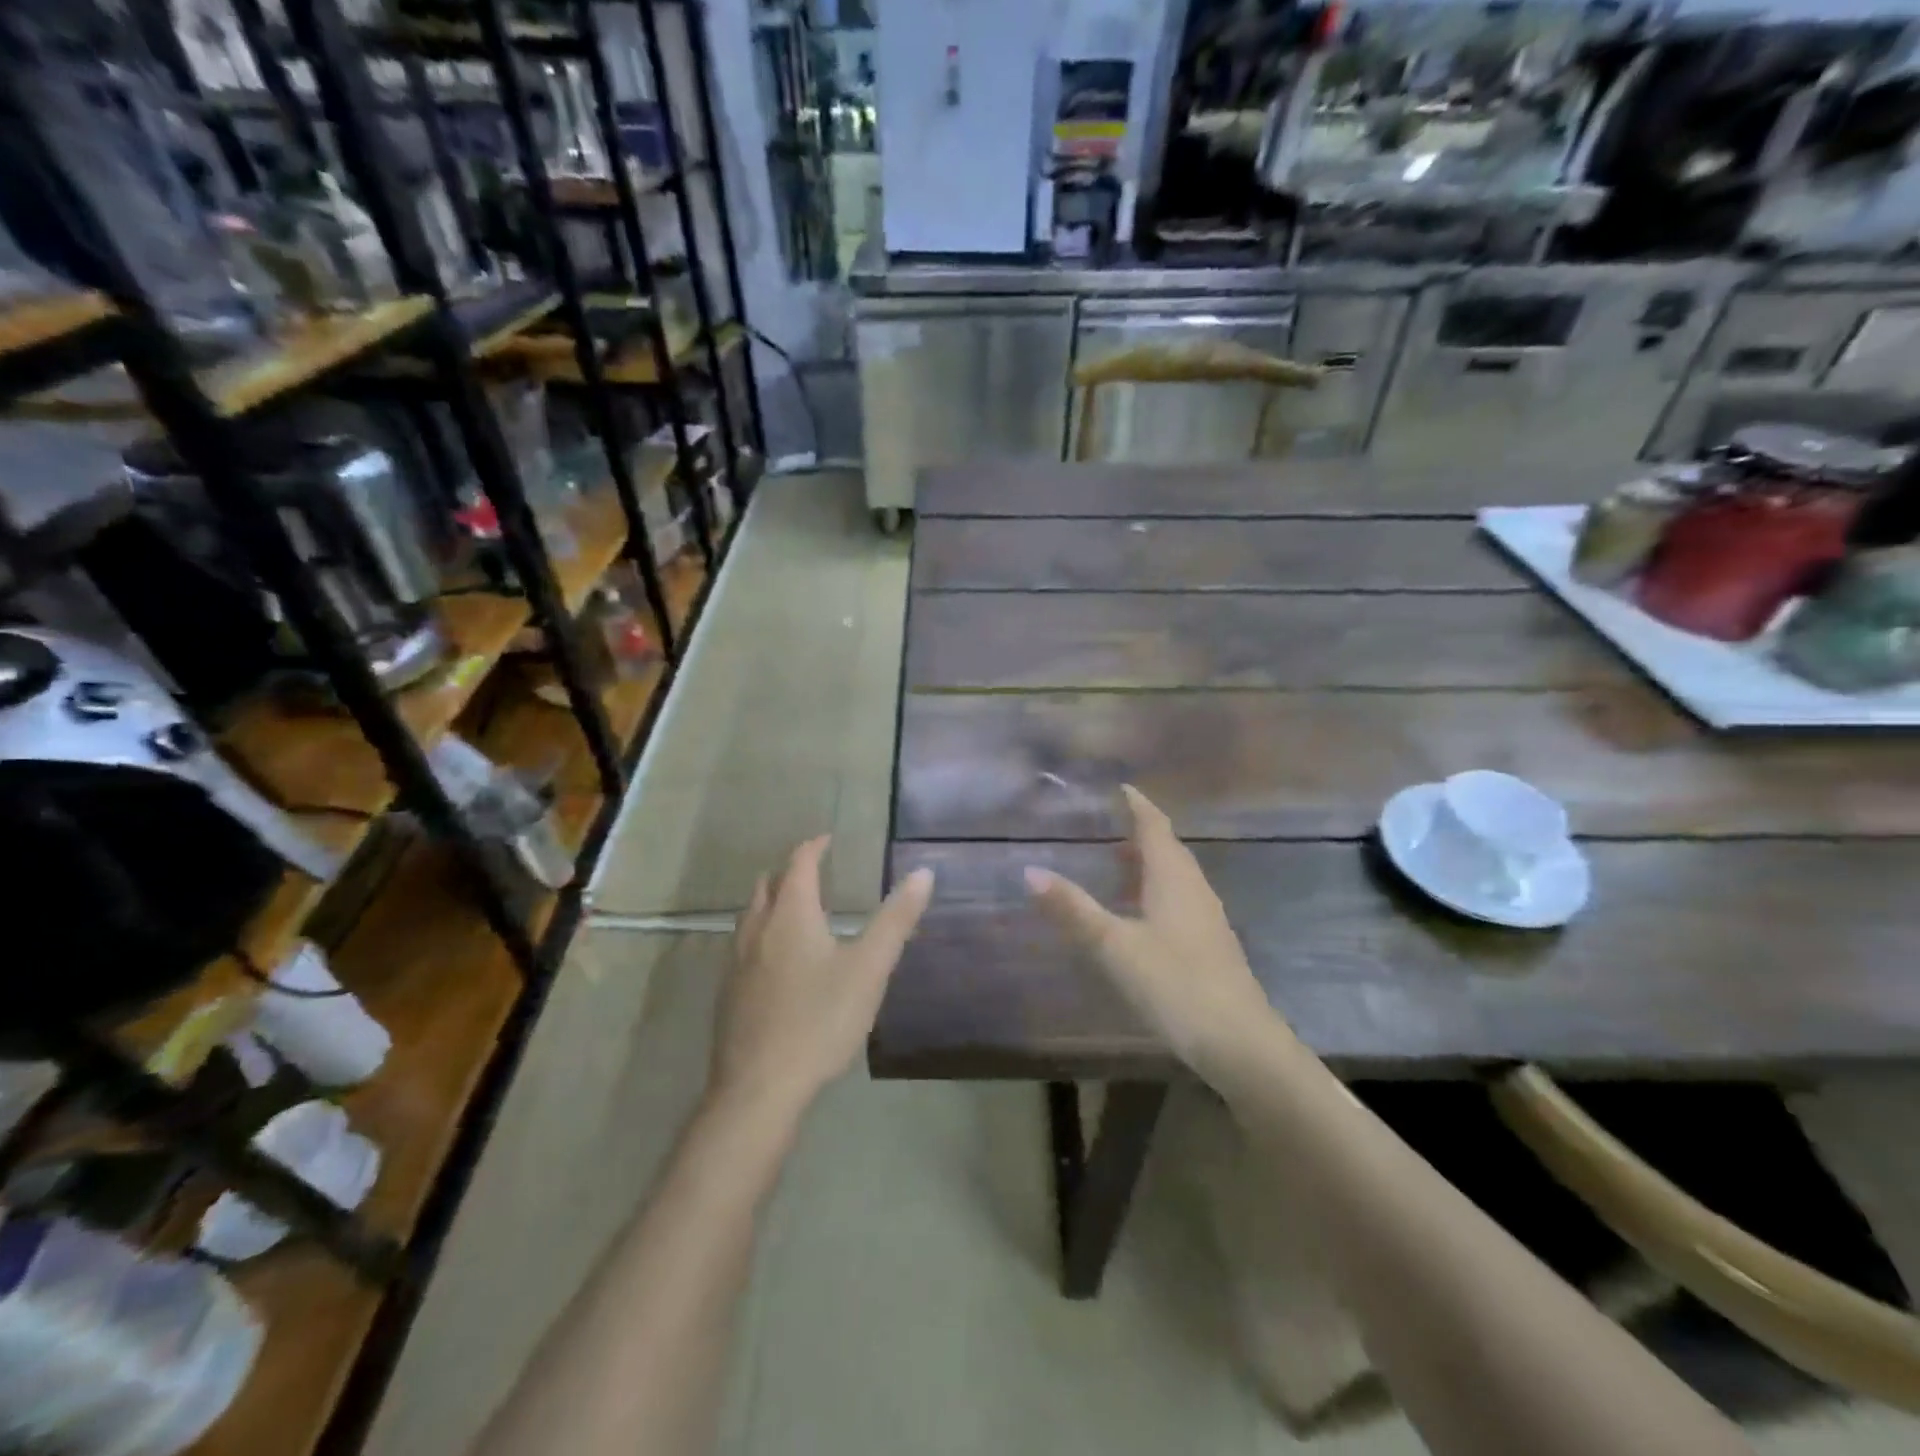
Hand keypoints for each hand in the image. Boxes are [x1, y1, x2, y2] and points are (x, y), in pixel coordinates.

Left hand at [713, 836, 934, 1120]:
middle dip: (789, 872)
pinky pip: (743, 947)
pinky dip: (762, 934)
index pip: (798, 865)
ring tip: (796, 910)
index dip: (813, 847)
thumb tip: (923, 873)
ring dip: (771, 902)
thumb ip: (896, 920)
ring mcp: (735, 963)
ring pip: (750, 916)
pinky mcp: (727, 994)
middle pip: (767, 886)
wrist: (758, 1089)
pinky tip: (777, 962)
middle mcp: (757, 930)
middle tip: (813, 871)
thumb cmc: (820, 1020)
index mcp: (791, 916)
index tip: (827, 839)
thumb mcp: (869, 969)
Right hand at [1025, 786, 1277, 1070]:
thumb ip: (1072, 909)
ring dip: (1148, 865)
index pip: (1154, 827)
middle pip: (1168, 850)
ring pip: (1175, 878)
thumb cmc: (1174, 983)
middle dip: (1141, 834)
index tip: (1122, 788)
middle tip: (1111, 825)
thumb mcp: (1113, 946)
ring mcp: (1207, 919)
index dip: (1138, 805)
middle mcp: (1194, 889)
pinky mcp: (1210, 945)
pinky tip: (1140, 916)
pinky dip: (1155, 892)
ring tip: (1118, 865)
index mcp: (1173, 878)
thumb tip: (1029, 871)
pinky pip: (1180, 901)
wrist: (1239, 1042)